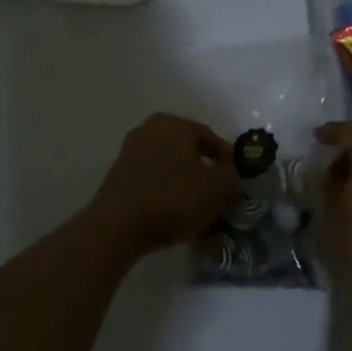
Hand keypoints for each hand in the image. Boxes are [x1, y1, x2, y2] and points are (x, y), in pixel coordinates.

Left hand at [89, 113, 239, 255]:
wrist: (117, 227)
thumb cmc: (172, 200)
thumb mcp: (216, 191)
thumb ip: (231, 177)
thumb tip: (231, 173)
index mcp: (175, 124)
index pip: (209, 137)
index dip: (225, 158)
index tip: (234, 177)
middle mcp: (150, 128)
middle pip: (186, 146)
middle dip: (202, 165)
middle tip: (216, 187)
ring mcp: (130, 149)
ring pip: (167, 160)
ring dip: (182, 176)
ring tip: (194, 200)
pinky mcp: (117, 172)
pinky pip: (150, 174)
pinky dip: (163, 185)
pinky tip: (170, 205)